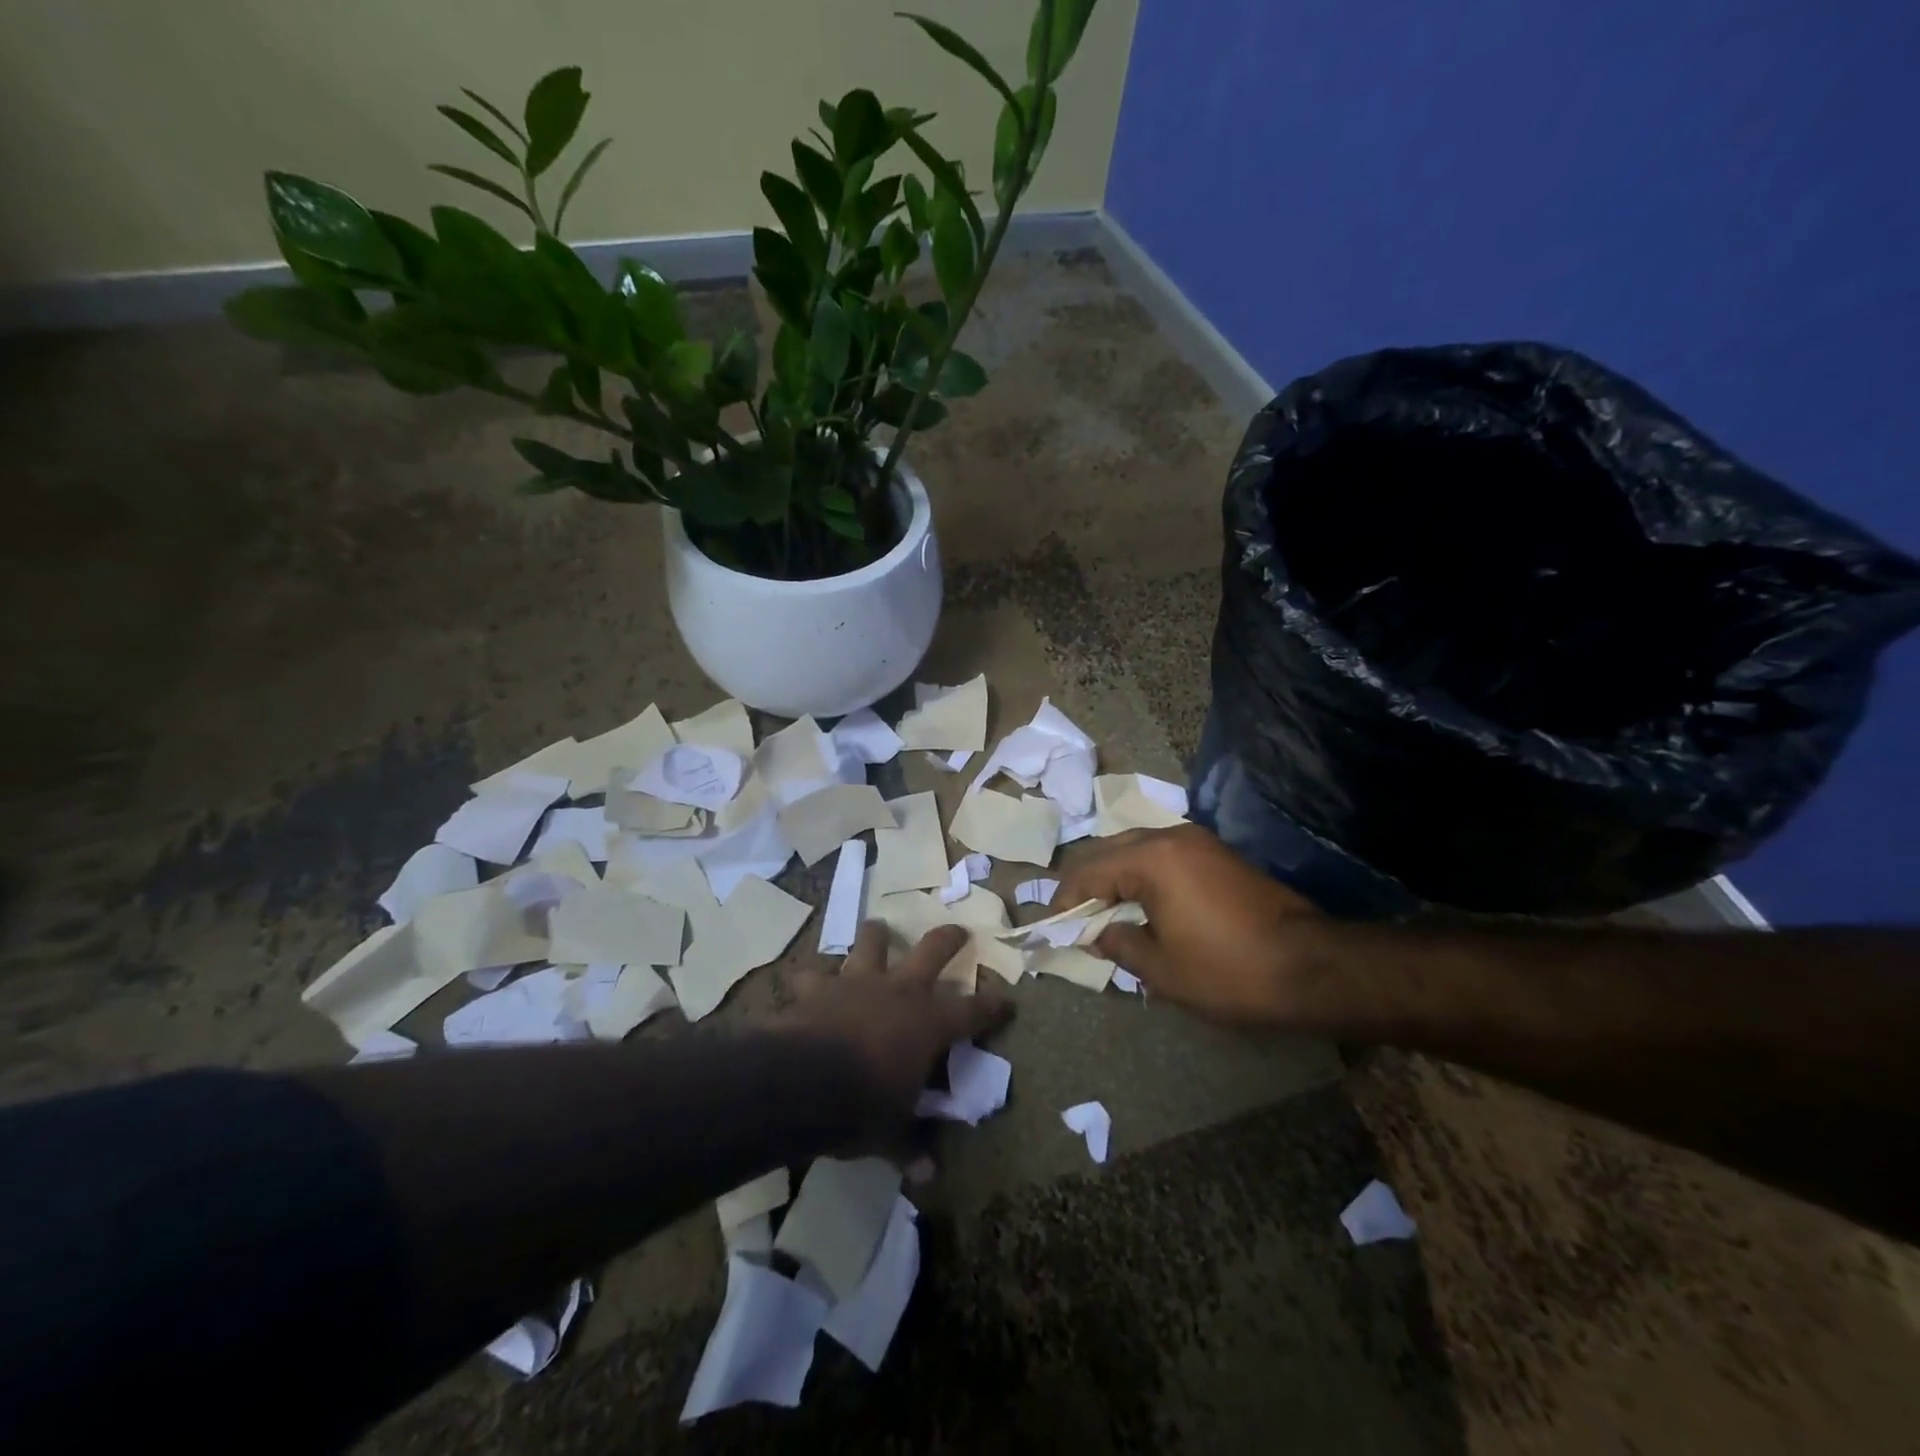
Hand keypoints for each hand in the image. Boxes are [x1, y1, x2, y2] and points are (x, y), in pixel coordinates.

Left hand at [777, 921, 1012, 1145]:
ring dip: (876, 935)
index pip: (973, 1011)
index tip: (1008, 1002)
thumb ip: (908, 1147)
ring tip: (878, 927)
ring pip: (872, 943)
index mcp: (929, 1023)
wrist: (803, 1082)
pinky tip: (806, 979)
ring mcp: (857, 982)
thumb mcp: (890, 1133)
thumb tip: (927, 1175)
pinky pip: (812, 973)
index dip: (993, 1006)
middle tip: (957, 930)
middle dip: (948, 938)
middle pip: (932, 950)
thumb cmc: (861, 1107)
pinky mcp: (818, 987)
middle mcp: (899, 991)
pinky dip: (811, 976)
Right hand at [1055, 823, 1323, 1023]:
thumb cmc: (1229, 971)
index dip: (1065, 898)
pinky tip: (1141, 903)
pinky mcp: (1218, 854)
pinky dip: (1142, 874)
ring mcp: (1199, 842)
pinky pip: (1164, 855)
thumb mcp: (1162, 968)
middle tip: (1073, 915)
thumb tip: (1099, 934)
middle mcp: (1171, 837)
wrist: (1312, 967)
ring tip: (1103, 910)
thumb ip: (1119, 945)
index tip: (1052, 924)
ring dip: (1115, 875)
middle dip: (1087, 881)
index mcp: (1151, 859)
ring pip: (1137, 848)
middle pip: (1109, 850)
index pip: (1089, 870)